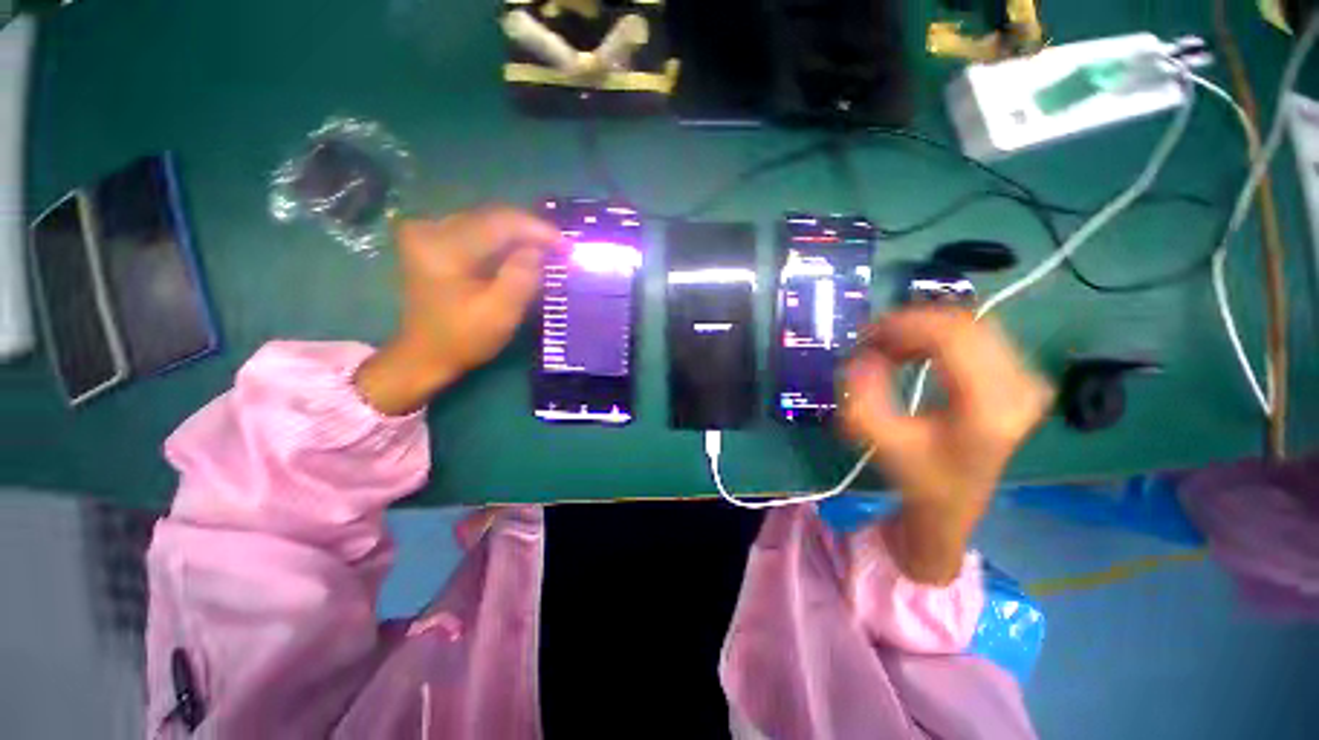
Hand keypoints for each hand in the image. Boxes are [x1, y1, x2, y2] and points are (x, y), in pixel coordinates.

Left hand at [355, 207, 562, 415]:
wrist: (426, 354)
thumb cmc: (464, 338)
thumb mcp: (500, 313)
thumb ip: (522, 277)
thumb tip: (539, 249)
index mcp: (443, 247)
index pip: (500, 223)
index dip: (538, 230)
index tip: (568, 245)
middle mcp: (430, 229)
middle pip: (493, 218)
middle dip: (531, 232)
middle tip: (562, 249)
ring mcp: (429, 232)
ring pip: (488, 223)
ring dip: (520, 237)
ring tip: (548, 251)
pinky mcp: (433, 240)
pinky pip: (478, 232)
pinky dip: (504, 242)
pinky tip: (523, 253)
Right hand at [841, 308, 1052, 582]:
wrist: (954, 498)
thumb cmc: (917, 473)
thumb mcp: (879, 440)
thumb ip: (863, 396)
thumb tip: (862, 355)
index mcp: (989, 408)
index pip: (953, 337)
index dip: (906, 325)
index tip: (867, 333)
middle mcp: (1019, 388)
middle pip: (964, 324)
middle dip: (910, 324)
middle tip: (873, 339)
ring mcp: (1026, 380)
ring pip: (971, 325)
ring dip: (923, 329)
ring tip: (890, 347)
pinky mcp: (1020, 377)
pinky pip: (977, 336)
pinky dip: (939, 336)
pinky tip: (915, 351)